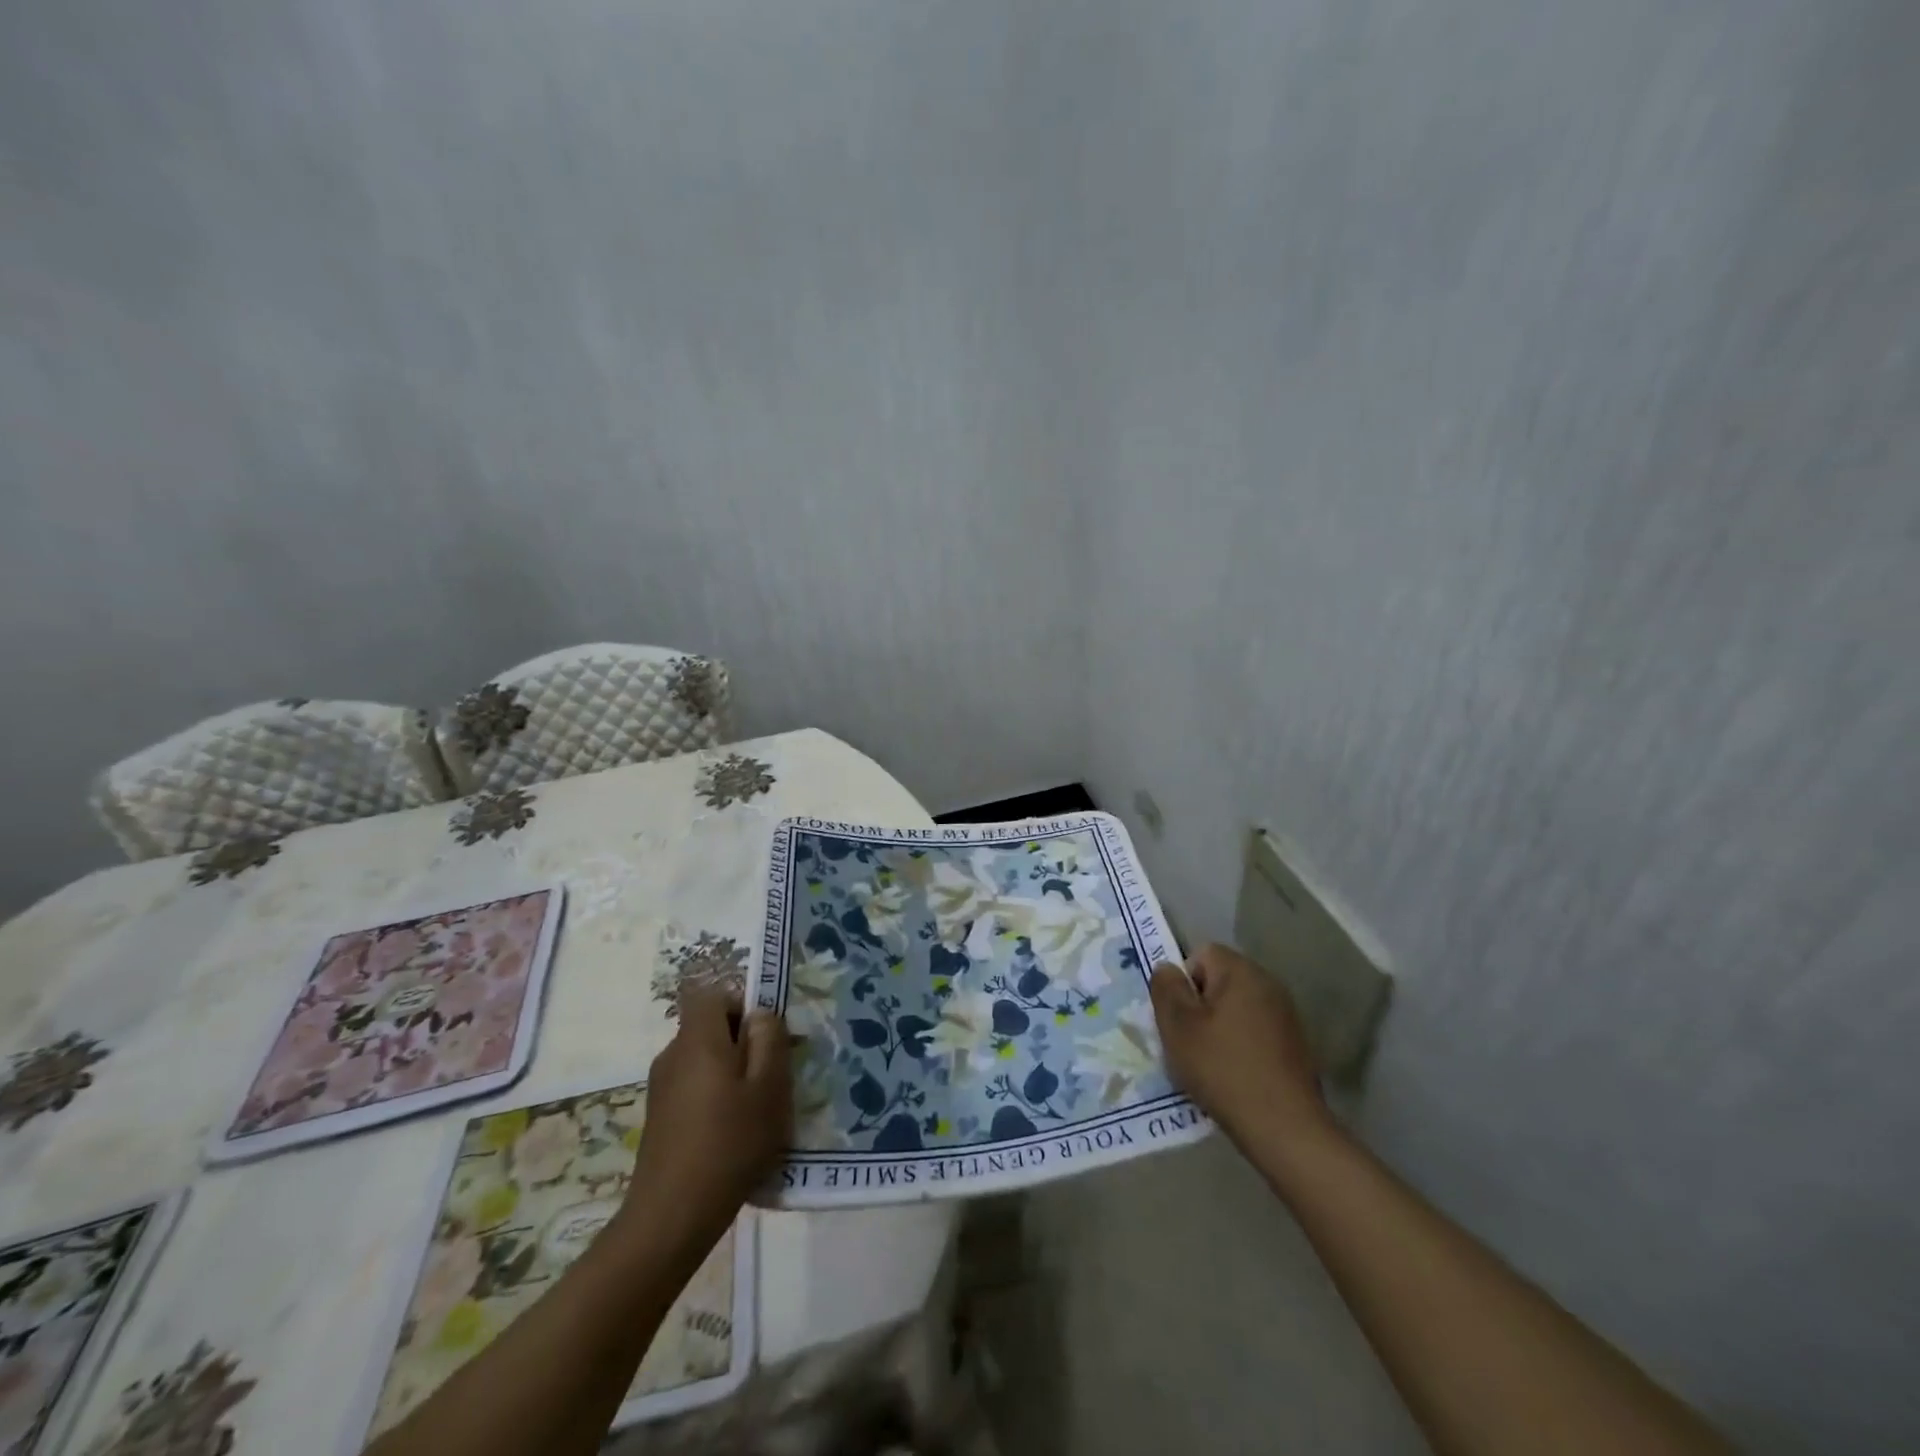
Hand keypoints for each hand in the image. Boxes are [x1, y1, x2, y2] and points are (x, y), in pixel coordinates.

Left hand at [621, 985, 790, 1259]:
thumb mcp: (768, 1087)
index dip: (741, 1004)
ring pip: (703, 1059)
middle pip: (710, 1027)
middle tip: (771, 1075)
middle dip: (742, 1042)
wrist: (671, 1217)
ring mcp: (661, 1088)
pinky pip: (693, 1087)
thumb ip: (769, 1040)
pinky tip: (732, 1134)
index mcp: (698, 1040)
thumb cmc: (729, 1143)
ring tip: (755, 1109)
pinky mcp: (659, 1117)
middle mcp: (672, 1054)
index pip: (713, 995)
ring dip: (730, 1073)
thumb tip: (760, 1014)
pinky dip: (714, 1097)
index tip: (766, 1036)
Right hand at [1150, 942, 1329, 1149]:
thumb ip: (1166, 988)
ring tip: (1208, 1062)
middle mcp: (1268, 984)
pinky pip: (1253, 1032)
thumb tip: (1167, 968)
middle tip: (1187, 1040)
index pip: (1201, 955)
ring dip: (1218, 1028)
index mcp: (1241, 972)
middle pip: (1219, 981)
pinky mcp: (1294, 1045)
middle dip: (1199, 1006)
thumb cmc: (1223, 1068)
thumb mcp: (1178, 1026)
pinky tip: (1233, 1076)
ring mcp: (1286, 1015)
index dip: (1183, 982)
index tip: (1179, 1017)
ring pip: (1235, 1008)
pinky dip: (1239, 1046)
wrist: (1284, 1128)